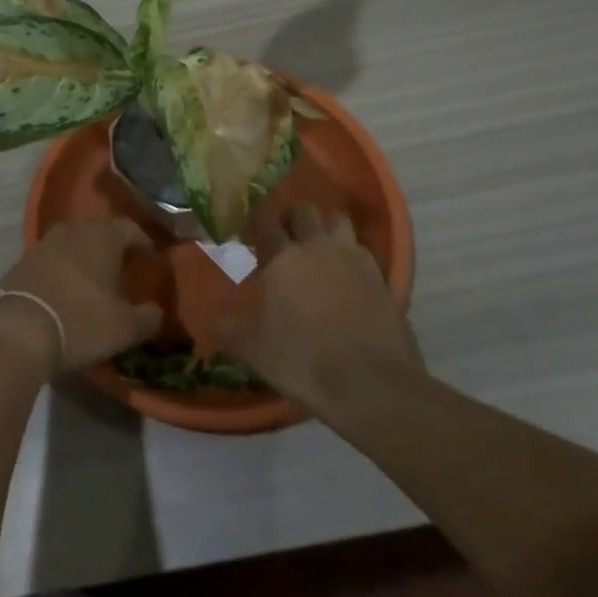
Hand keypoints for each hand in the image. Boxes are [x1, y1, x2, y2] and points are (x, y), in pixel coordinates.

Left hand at [0, 218, 162, 372]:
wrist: (16, 330)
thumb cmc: (80, 321)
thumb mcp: (124, 327)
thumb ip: (148, 317)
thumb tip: (157, 312)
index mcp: (102, 236)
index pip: (130, 227)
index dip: (143, 242)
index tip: (151, 258)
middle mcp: (72, 230)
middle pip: (99, 232)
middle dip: (113, 248)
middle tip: (124, 269)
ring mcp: (43, 243)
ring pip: (73, 244)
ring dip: (85, 259)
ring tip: (94, 282)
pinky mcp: (21, 262)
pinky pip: (51, 260)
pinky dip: (62, 271)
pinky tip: (65, 292)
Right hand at [213, 203, 423, 415]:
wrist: (370, 385)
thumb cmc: (302, 360)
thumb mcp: (252, 349)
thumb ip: (229, 327)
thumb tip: (216, 318)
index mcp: (282, 257)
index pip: (265, 220)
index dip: (257, 224)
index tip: (252, 235)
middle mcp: (318, 247)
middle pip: (304, 211)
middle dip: (292, 219)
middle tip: (285, 240)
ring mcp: (353, 260)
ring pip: (339, 222)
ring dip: (327, 229)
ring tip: (320, 251)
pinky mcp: (381, 278)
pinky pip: (363, 252)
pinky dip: (353, 257)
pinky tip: (349, 278)